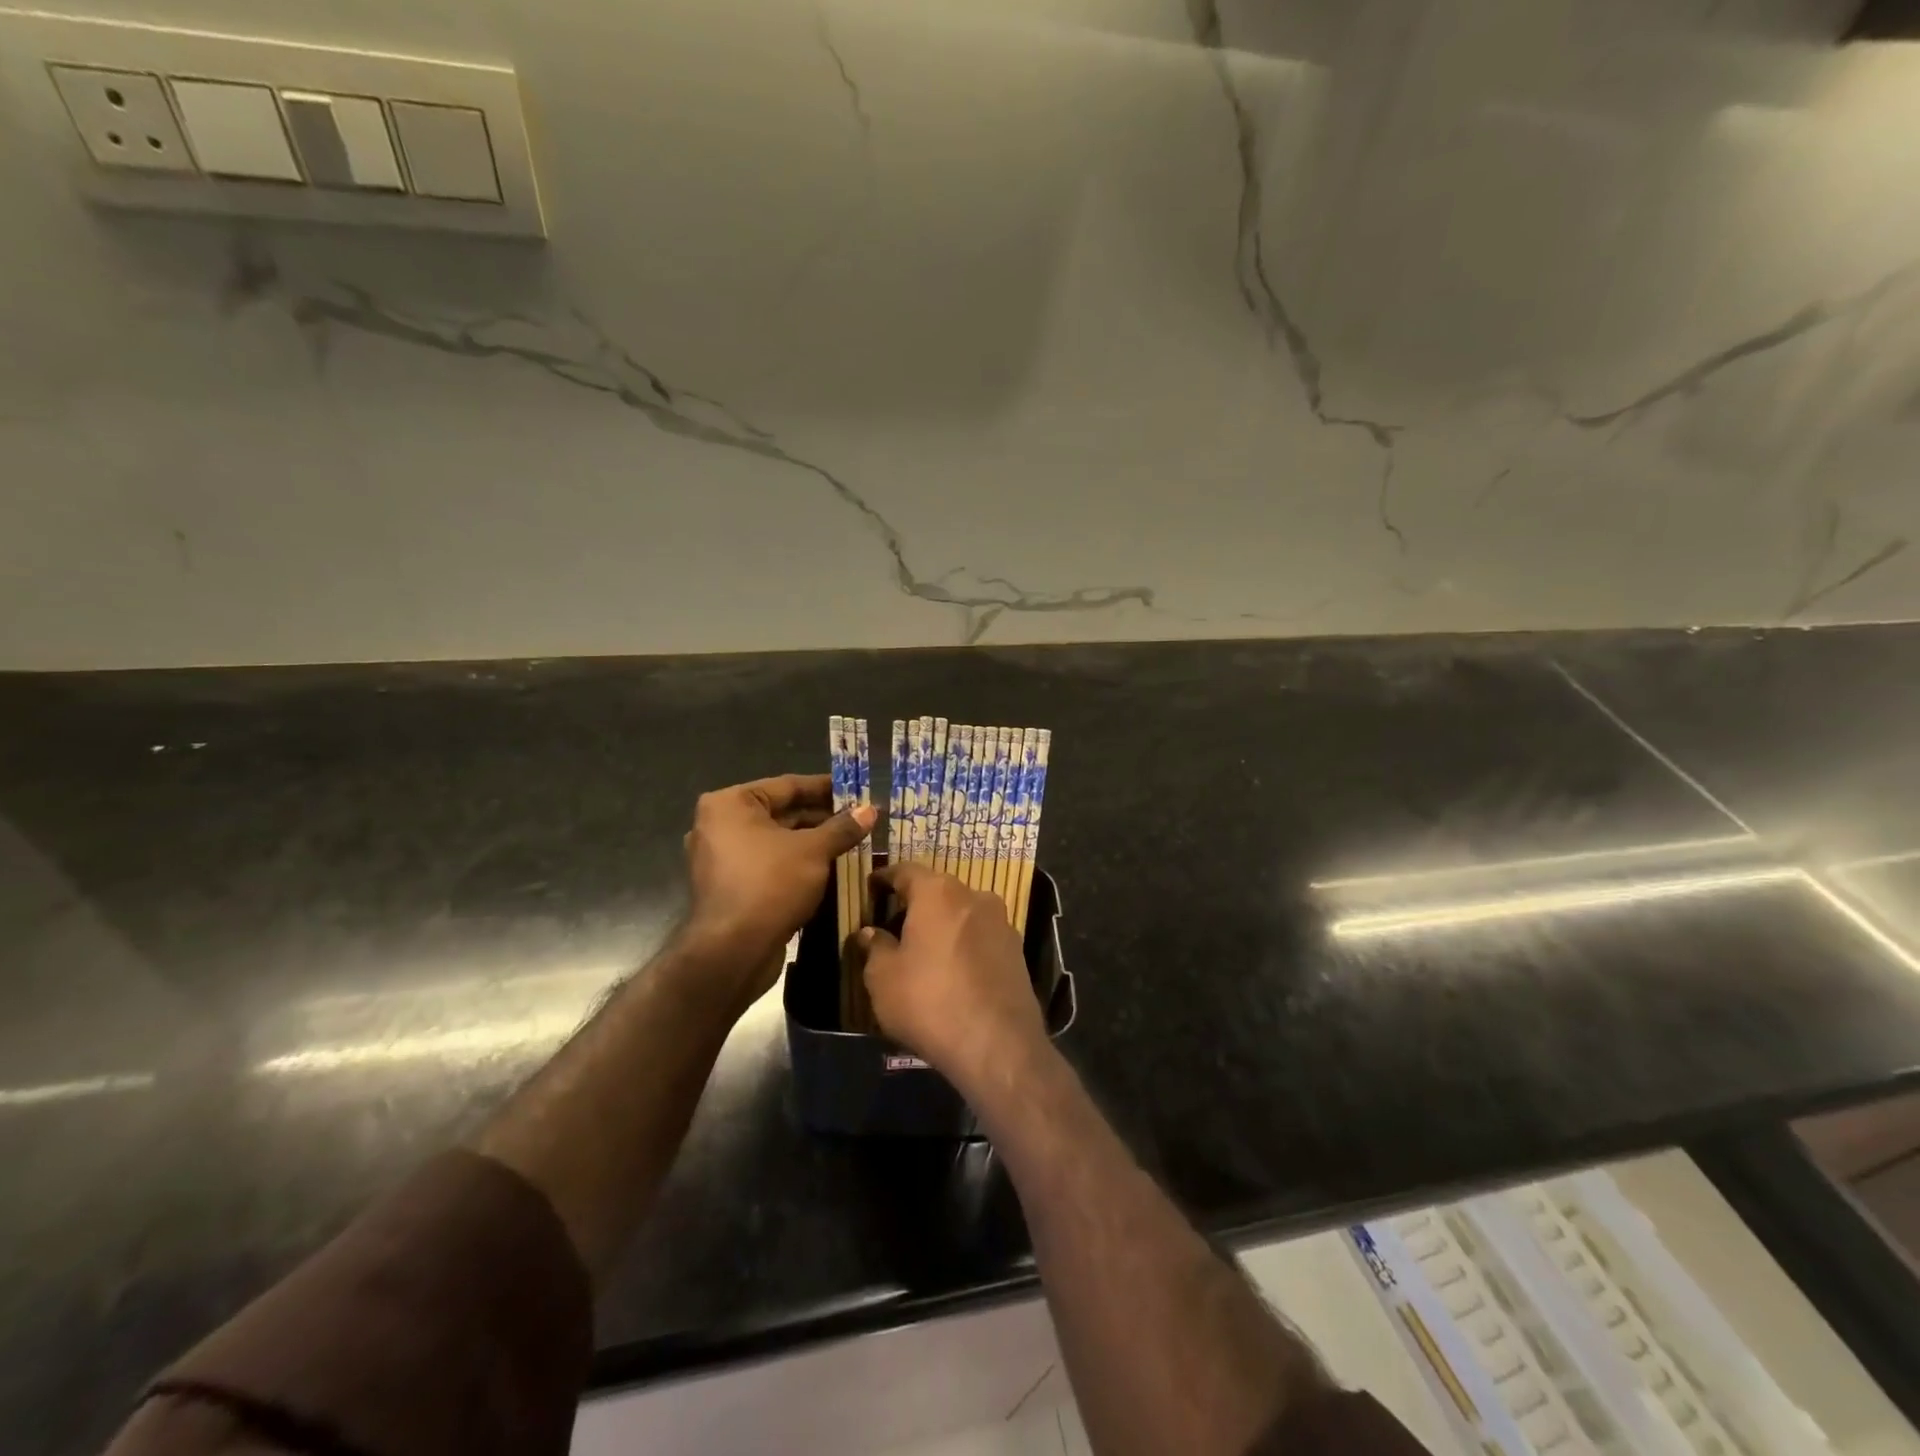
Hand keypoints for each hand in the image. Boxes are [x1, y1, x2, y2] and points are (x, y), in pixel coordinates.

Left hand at [682, 774, 875, 984]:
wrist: (733, 951)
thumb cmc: (770, 885)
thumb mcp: (814, 851)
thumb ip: (842, 827)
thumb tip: (871, 810)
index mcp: (730, 804)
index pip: (788, 786)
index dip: (826, 788)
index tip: (857, 790)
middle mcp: (719, 825)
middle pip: (781, 813)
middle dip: (822, 818)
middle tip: (860, 820)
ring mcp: (721, 858)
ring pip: (777, 842)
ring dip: (813, 843)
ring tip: (852, 843)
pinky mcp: (729, 887)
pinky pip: (769, 865)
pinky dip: (797, 864)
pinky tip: (830, 869)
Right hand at [858, 862, 1048, 1094]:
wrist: (998, 1044)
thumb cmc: (929, 1001)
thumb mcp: (883, 978)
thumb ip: (875, 948)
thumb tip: (870, 933)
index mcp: (938, 892)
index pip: (905, 871)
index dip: (885, 878)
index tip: (871, 888)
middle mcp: (974, 896)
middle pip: (937, 891)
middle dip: (915, 904)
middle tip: (893, 924)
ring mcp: (1001, 922)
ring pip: (962, 913)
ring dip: (942, 925)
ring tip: (922, 951)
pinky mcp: (1017, 950)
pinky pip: (980, 937)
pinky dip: (963, 945)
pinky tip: (951, 970)